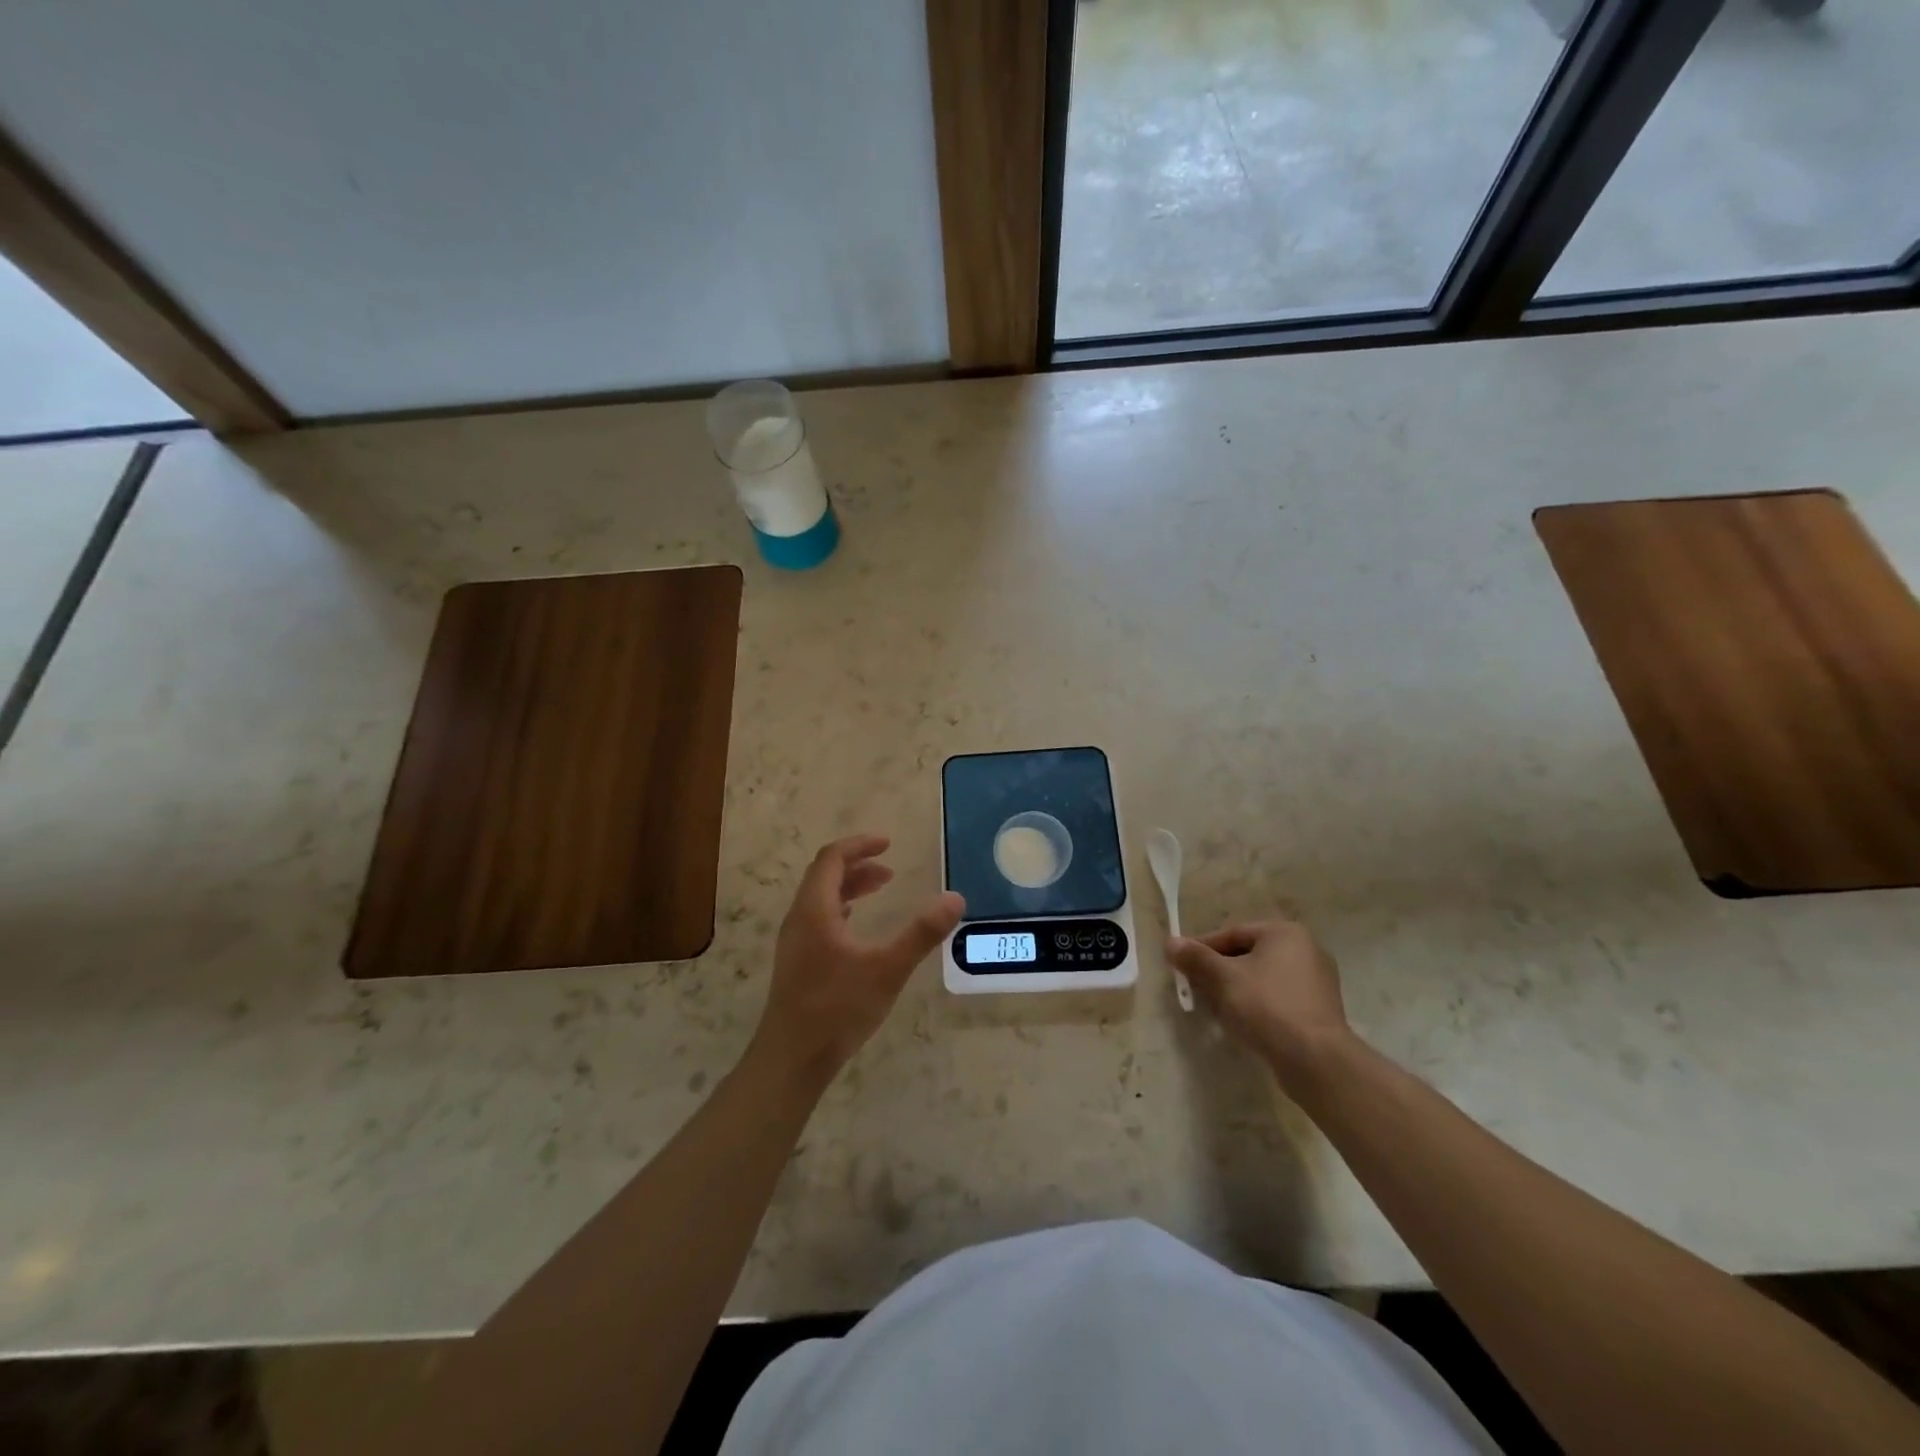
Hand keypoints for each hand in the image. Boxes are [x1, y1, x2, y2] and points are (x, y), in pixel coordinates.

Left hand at [751, 834, 963, 1085]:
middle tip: (890, 868)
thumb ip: (921, 933)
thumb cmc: (838, 1008)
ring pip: (820, 898)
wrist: (792, 1058)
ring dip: (849, 887)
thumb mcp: (887, 969)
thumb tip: (955, 899)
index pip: (832, 858)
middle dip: (857, 865)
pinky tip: (856, 926)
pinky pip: (818, 918)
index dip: (859, 845)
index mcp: (815, 910)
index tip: (888, 843)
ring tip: (881, 889)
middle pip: (824, 875)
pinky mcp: (797, 962)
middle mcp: (799, 918)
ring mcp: (795, 941)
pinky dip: (841, 908)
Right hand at [1167, 917, 1351, 1083]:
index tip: (1180, 964)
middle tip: (1196, 987)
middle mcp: (1306, 949)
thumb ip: (1196, 958)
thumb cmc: (1267, 1007)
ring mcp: (1317, 981)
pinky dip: (1258, 1004)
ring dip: (1237, 989)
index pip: (1232, 934)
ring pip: (1263, 977)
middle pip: (1248, 954)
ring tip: (1215, 1007)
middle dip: (1219, 970)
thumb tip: (1171, 942)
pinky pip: (1279, 997)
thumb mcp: (1223, 979)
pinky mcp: (1320, 1010)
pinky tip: (1243, 1022)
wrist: (1316, 1060)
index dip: (1202, 948)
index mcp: (1285, 932)